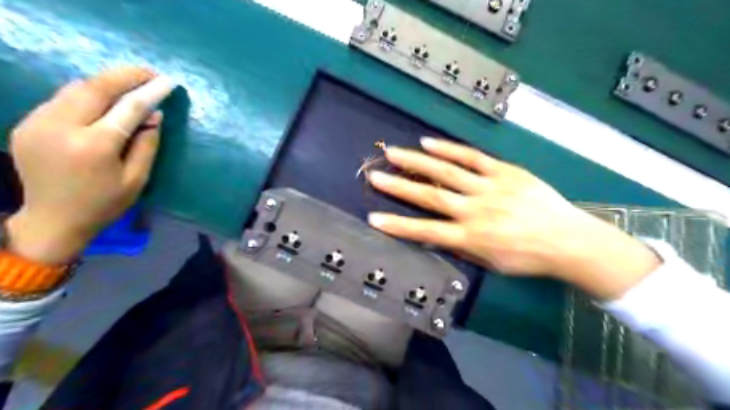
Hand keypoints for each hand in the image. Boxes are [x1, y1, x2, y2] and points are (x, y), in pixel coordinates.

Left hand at [5, 67, 174, 264]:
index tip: (167, 81)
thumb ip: (147, 144)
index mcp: (94, 147)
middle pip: (95, 87)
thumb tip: (154, 114)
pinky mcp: (27, 124)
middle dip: (125, 75)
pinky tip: (103, 101)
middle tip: (149, 74)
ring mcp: (38, 123)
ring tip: (130, 83)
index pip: (127, 108)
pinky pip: (62, 99)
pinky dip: (87, 94)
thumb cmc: (104, 204)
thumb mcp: (137, 179)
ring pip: (75, 88)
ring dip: (105, 82)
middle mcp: (61, 128)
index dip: (150, 91)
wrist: (53, 220)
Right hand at [369, 137, 658, 297]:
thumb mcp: (489, 263)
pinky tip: (428, 142)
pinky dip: (449, 149)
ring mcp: (489, 188)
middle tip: (375, 175)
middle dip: (399, 186)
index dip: (398, 226)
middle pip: (430, 196)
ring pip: (447, 172)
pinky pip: (472, 158)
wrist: (567, 240)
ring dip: (417, 162)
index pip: (426, 231)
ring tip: (394, 152)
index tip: (374, 218)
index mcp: (471, 237)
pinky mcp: (504, 172)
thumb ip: (460, 247)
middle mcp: (475, 211)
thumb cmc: (526, 257)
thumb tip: (436, 234)